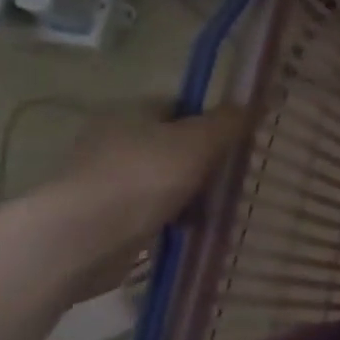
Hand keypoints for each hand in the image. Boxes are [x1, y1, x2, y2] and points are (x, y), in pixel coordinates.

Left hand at [42, 105, 249, 295]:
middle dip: (204, 163)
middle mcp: (112, 138)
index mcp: (131, 111)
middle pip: (174, 144)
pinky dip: (171, 217)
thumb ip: (230, 121)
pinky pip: (149, 209)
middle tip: (231, 180)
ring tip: (214, 211)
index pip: (180, 106)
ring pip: (164, 179)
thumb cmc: (144, 177)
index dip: (212, 122)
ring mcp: (104, 177)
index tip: (236, 144)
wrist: (83, 237)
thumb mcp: (199, 141)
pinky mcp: (102, 213)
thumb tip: (256, 102)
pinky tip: (188, 230)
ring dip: (190, 194)